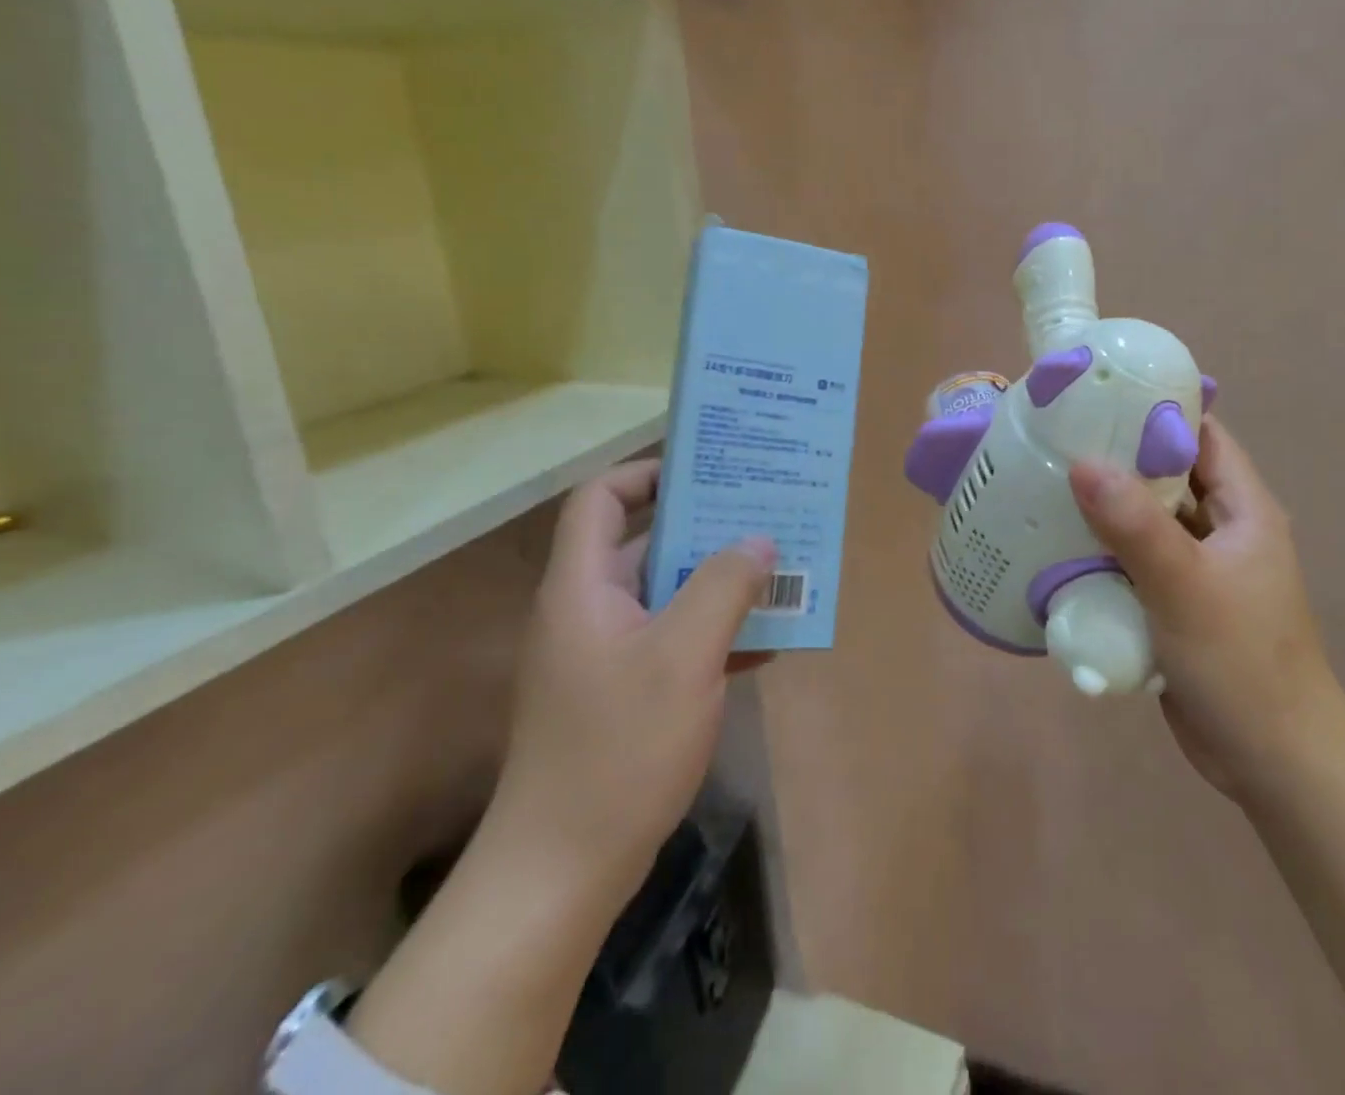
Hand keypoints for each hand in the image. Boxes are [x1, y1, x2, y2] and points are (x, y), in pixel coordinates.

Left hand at [480, 460, 775, 908]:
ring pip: (668, 592)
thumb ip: (725, 587)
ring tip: (782, 571)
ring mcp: (606, 654)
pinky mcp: (624, 692)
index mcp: (584, 586)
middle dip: (708, 527)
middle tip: (766, 516)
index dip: (649, 473)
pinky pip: (675, 639)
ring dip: (721, 581)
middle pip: (646, 542)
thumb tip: (760, 541)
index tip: (710, 473)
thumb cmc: (618, 748)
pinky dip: (716, 631)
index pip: (602, 499)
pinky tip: (768, 641)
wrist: (563, 871)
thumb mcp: (684, 656)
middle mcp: (589, 609)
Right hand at [1070, 419, 1339, 800]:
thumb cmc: (1241, 662)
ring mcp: (1200, 569)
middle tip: (1056, 441)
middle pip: (1168, 477)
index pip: (1201, 437)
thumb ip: (1134, 524)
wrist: (1272, 761)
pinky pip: (1137, 562)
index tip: (1097, 398)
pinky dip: (1105, 552)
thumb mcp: (1185, 585)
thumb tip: (1082, 462)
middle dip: (1118, 459)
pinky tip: (1061, 547)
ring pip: (1148, 522)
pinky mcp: (1178, 604)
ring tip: (1047, 486)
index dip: (1157, 411)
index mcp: (1244, 510)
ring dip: (1107, 509)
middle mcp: (1223, 530)